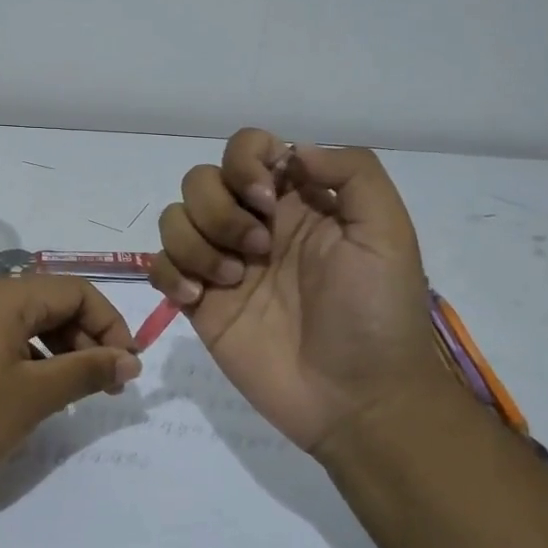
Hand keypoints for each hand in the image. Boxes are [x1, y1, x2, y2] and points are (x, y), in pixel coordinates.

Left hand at [0, 275, 141, 506]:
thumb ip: (86, 371)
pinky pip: (4, 340)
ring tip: (78, 393)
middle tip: (109, 385)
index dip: (110, 324)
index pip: (75, 291)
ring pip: (29, 324)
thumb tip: (130, 360)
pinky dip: (32, 360)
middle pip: (52, 304)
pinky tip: (40, 394)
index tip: (128, 368)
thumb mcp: (33, 397)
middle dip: (88, 339)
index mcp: (3, 296)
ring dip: (62, 351)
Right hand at [151, 128, 443, 452]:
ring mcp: (223, 263)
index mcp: (296, 201)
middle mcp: (254, 223)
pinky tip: (198, 299)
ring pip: (175, 218)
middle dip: (220, 208)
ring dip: (196, 241)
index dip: (244, 160)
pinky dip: (170, 273)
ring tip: (232, 280)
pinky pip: (160, 265)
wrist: (357, 399)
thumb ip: (352, 173)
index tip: (266, 199)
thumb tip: (291, 150)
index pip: (248, 148)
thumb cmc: (376, 314)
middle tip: (258, 249)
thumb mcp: (387, 233)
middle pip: (201, 179)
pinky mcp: (199, 302)